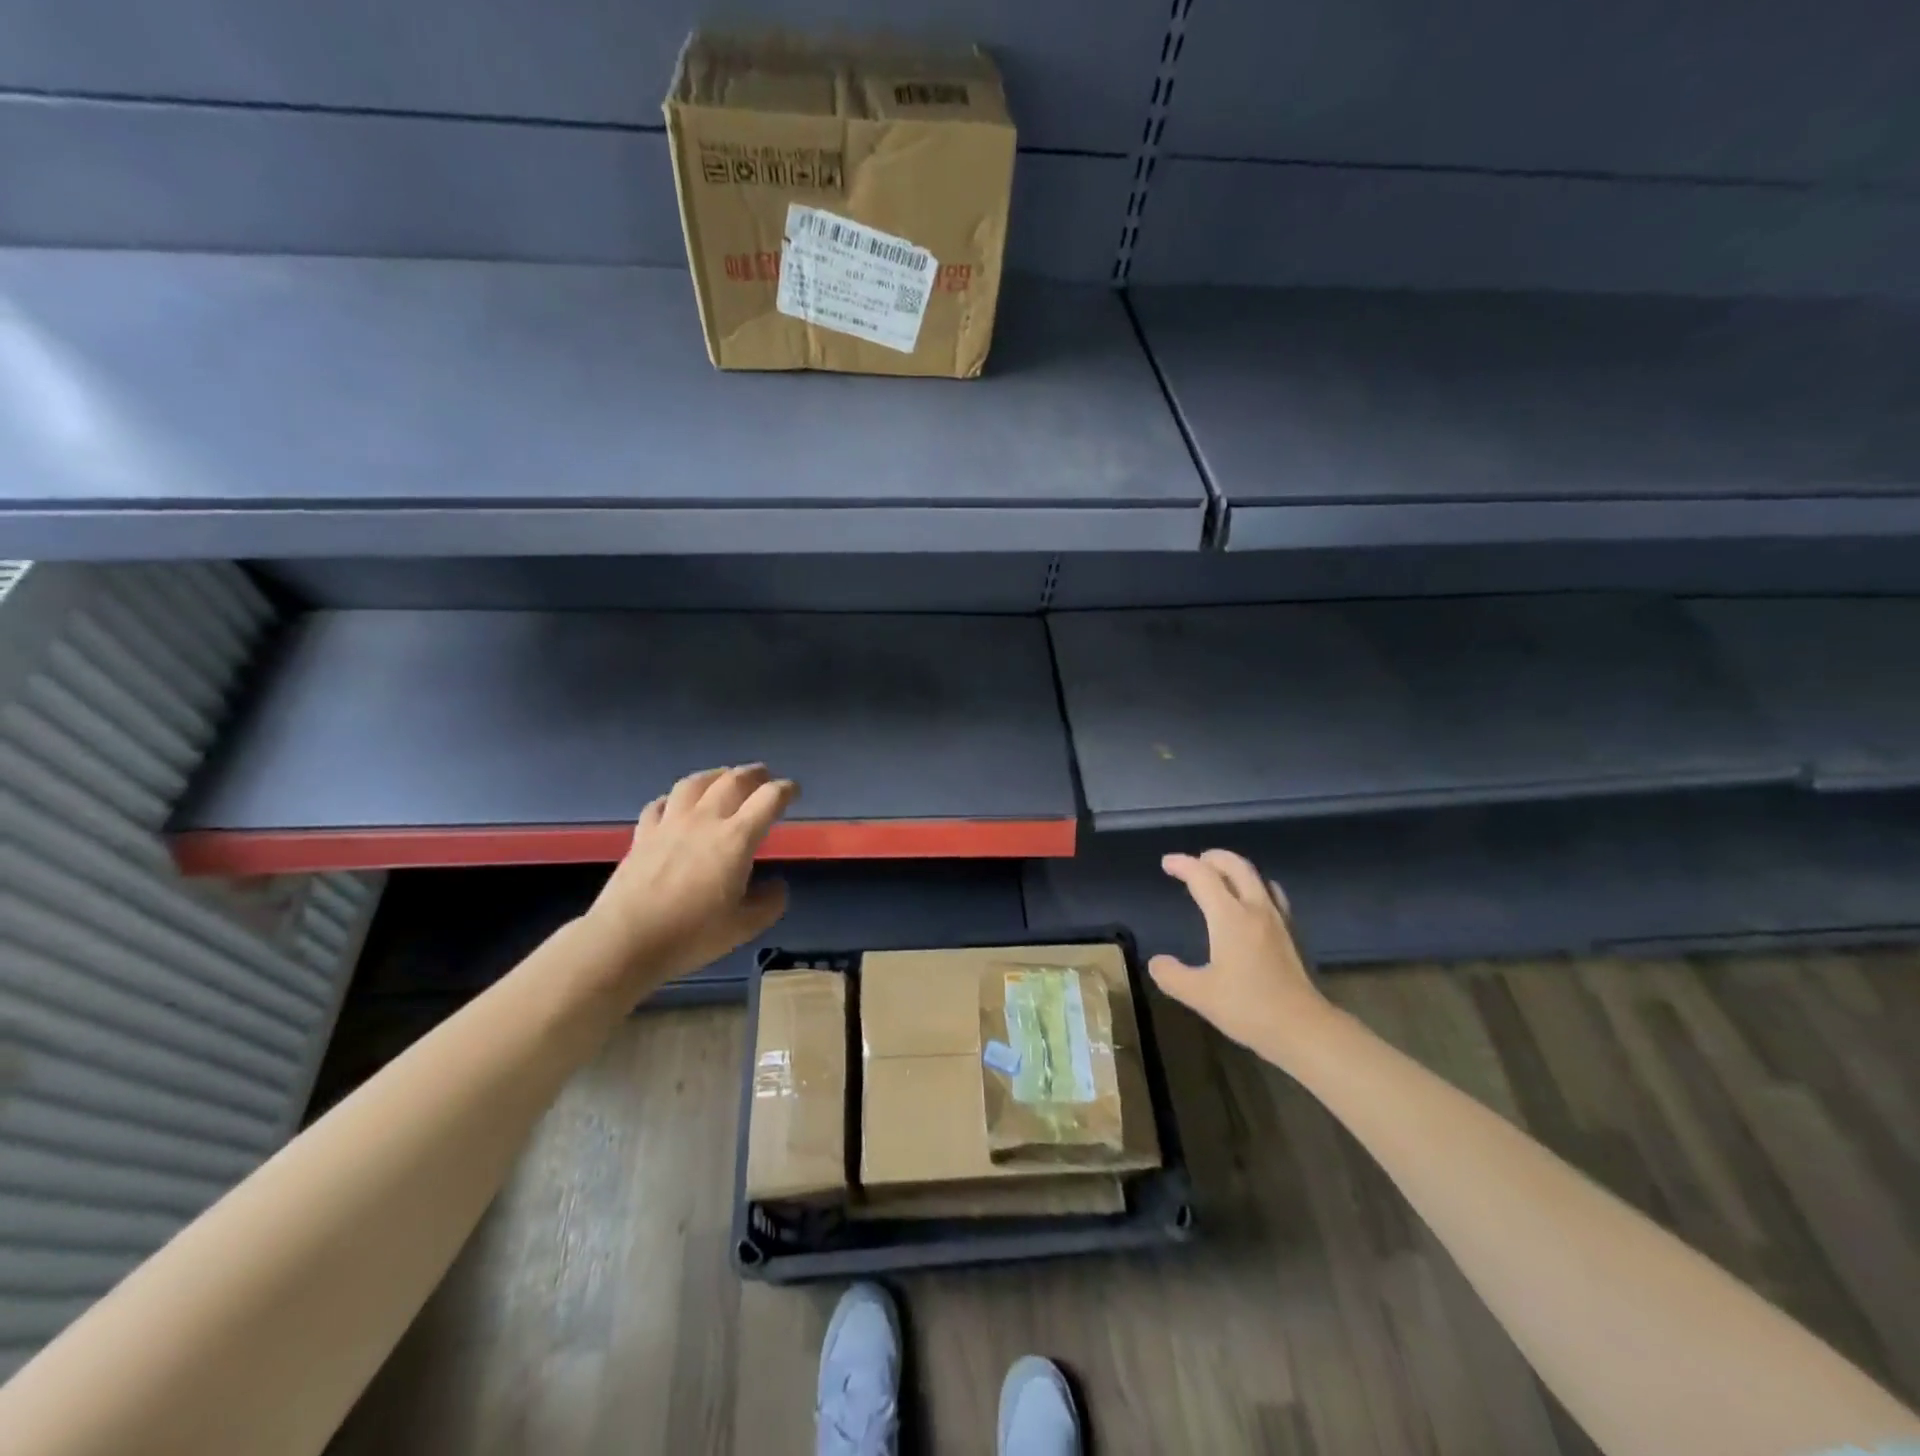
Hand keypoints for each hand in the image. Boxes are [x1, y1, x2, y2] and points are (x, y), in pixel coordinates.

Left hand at [586, 764, 797, 990]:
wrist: (625, 940)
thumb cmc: (691, 934)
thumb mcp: (743, 927)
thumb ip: (769, 903)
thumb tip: (777, 885)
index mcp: (736, 838)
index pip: (768, 799)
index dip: (786, 789)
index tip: (794, 791)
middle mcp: (705, 820)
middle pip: (733, 780)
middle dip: (754, 774)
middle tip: (765, 776)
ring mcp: (670, 823)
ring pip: (695, 783)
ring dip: (715, 775)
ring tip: (723, 777)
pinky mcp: (643, 834)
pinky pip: (661, 803)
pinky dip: (675, 798)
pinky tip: (676, 804)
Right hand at [1148, 850, 1329, 1058]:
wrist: (1304, 1028)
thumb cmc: (1248, 1008)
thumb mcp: (1199, 995)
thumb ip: (1172, 975)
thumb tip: (1157, 962)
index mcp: (1230, 917)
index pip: (1203, 877)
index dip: (1183, 865)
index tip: (1167, 863)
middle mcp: (1255, 909)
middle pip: (1236, 866)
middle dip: (1212, 858)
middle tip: (1194, 863)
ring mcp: (1278, 920)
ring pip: (1257, 877)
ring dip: (1235, 870)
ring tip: (1219, 879)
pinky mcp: (1292, 934)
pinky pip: (1271, 894)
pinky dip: (1254, 887)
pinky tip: (1250, 905)